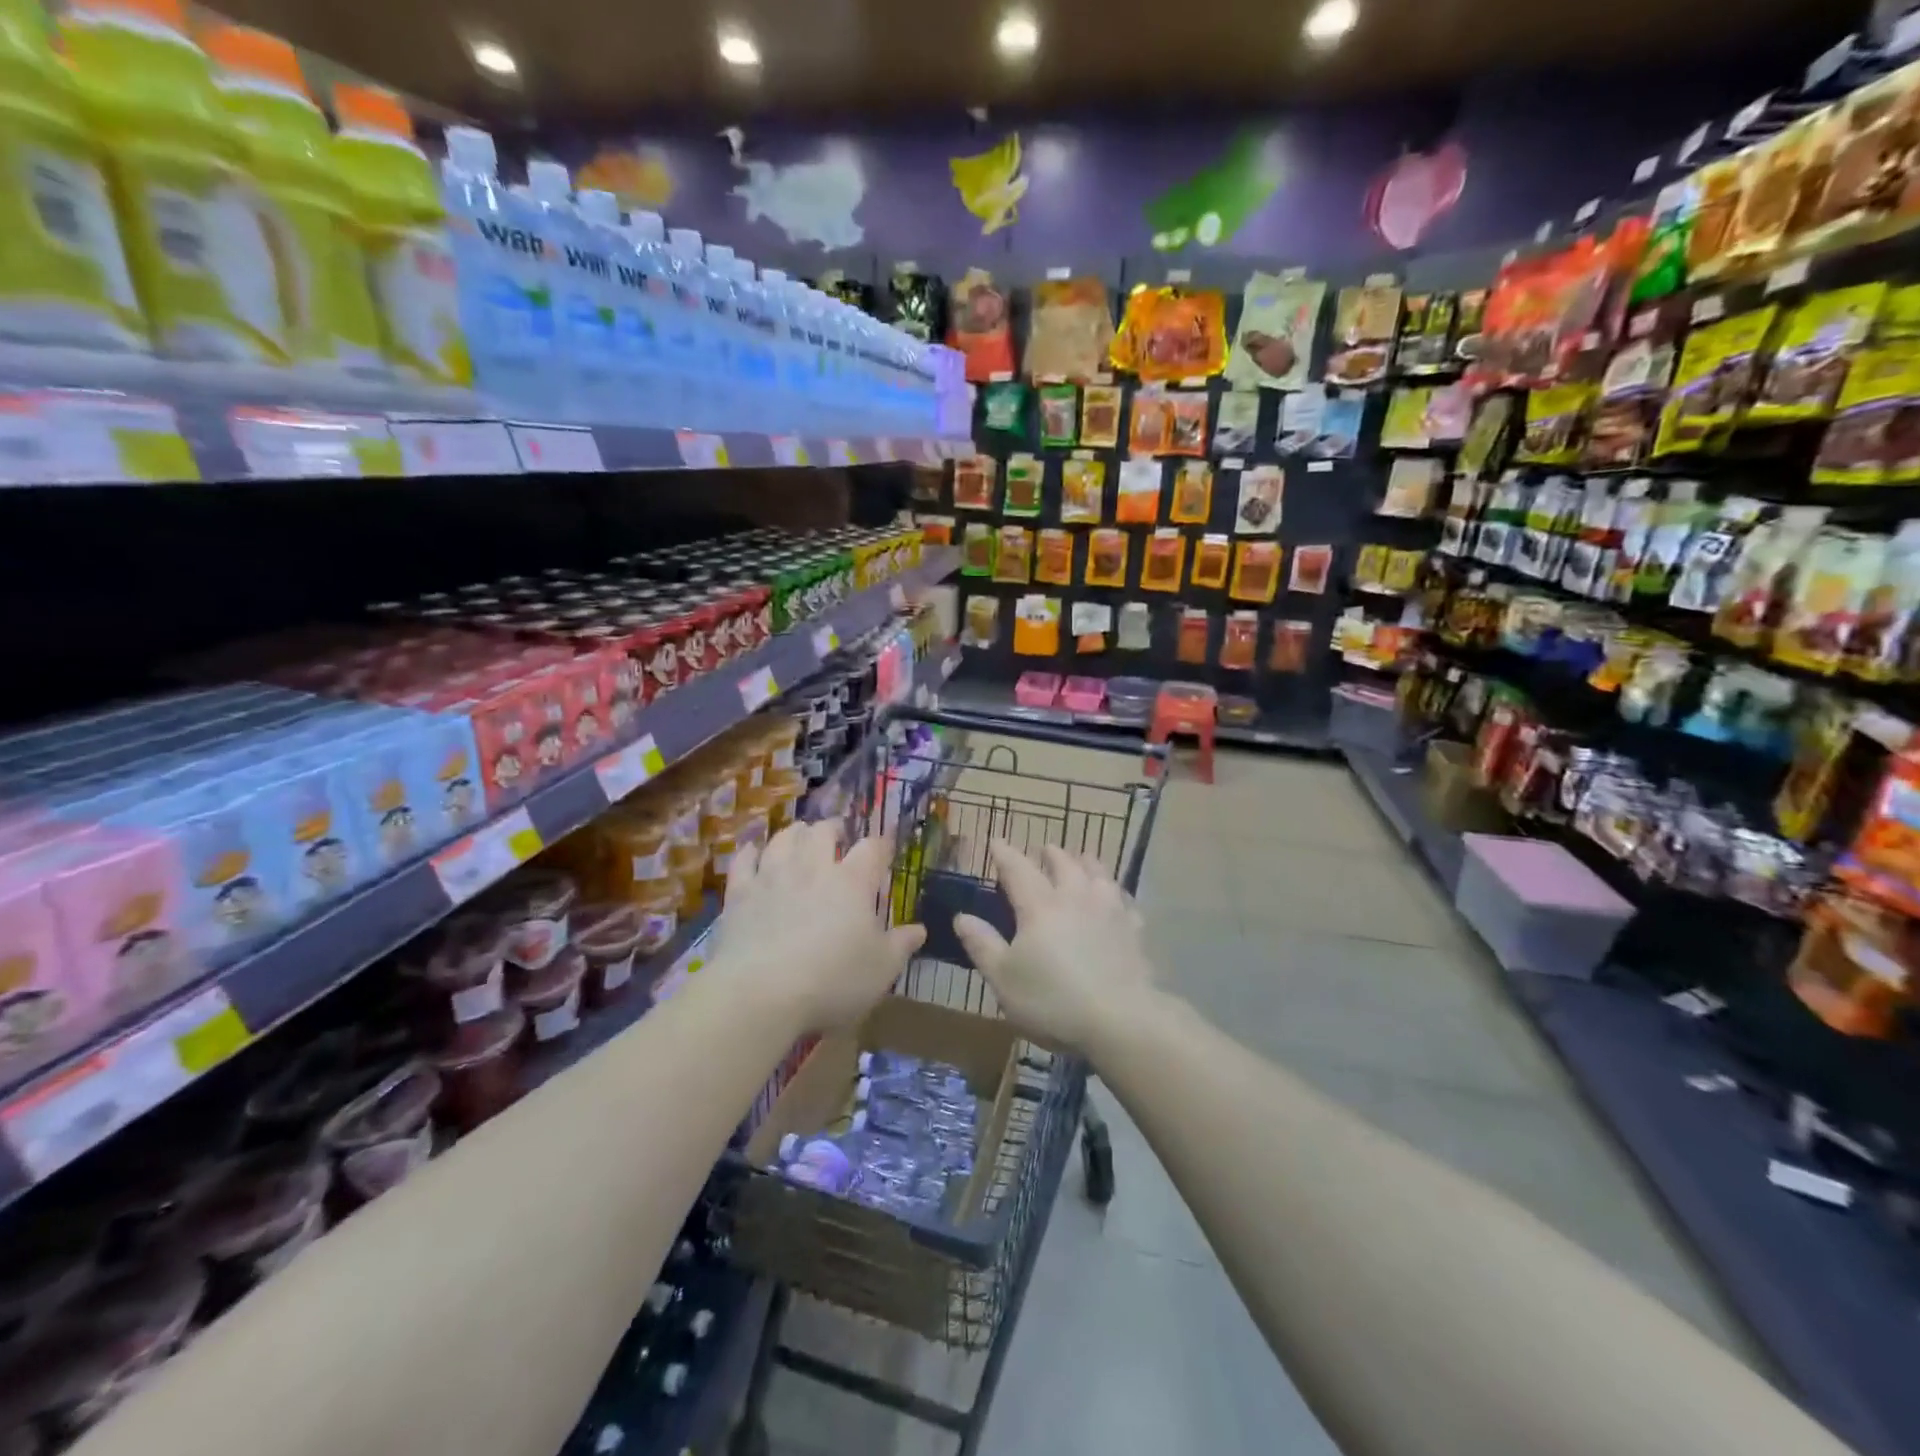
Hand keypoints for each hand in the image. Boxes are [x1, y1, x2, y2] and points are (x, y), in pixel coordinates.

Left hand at [715, 821, 924, 1033]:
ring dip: (795, 833)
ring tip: (800, 834)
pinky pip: (744, 861)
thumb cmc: (832, 981)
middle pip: (822, 832)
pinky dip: (750, 852)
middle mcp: (812, 868)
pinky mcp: (739, 894)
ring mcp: (772, 877)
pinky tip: (753, 851)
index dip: (880, 845)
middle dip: (833, 828)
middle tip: (838, 833)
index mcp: (852, 882)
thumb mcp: (880, 969)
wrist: (760, 993)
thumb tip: (920, 930)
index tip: (885, 848)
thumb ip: (901, 945)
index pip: (871, 849)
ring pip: (783, 839)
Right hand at [953, 843, 1158, 1052]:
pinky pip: (1124, 900)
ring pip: (1098, 874)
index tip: (996, 841)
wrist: (1120, 1020)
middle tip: (1043, 848)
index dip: (1005, 854)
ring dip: (1086, 862)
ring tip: (1082, 858)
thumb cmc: (1052, 1000)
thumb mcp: (1003, 978)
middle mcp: (1075, 898)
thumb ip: (982, 944)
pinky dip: (1115, 892)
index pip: (1018, 869)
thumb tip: (962, 916)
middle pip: (1063, 864)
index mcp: (1039, 906)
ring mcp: (1109, 911)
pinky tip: (1115, 897)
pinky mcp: (1133, 930)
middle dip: (1050, 853)